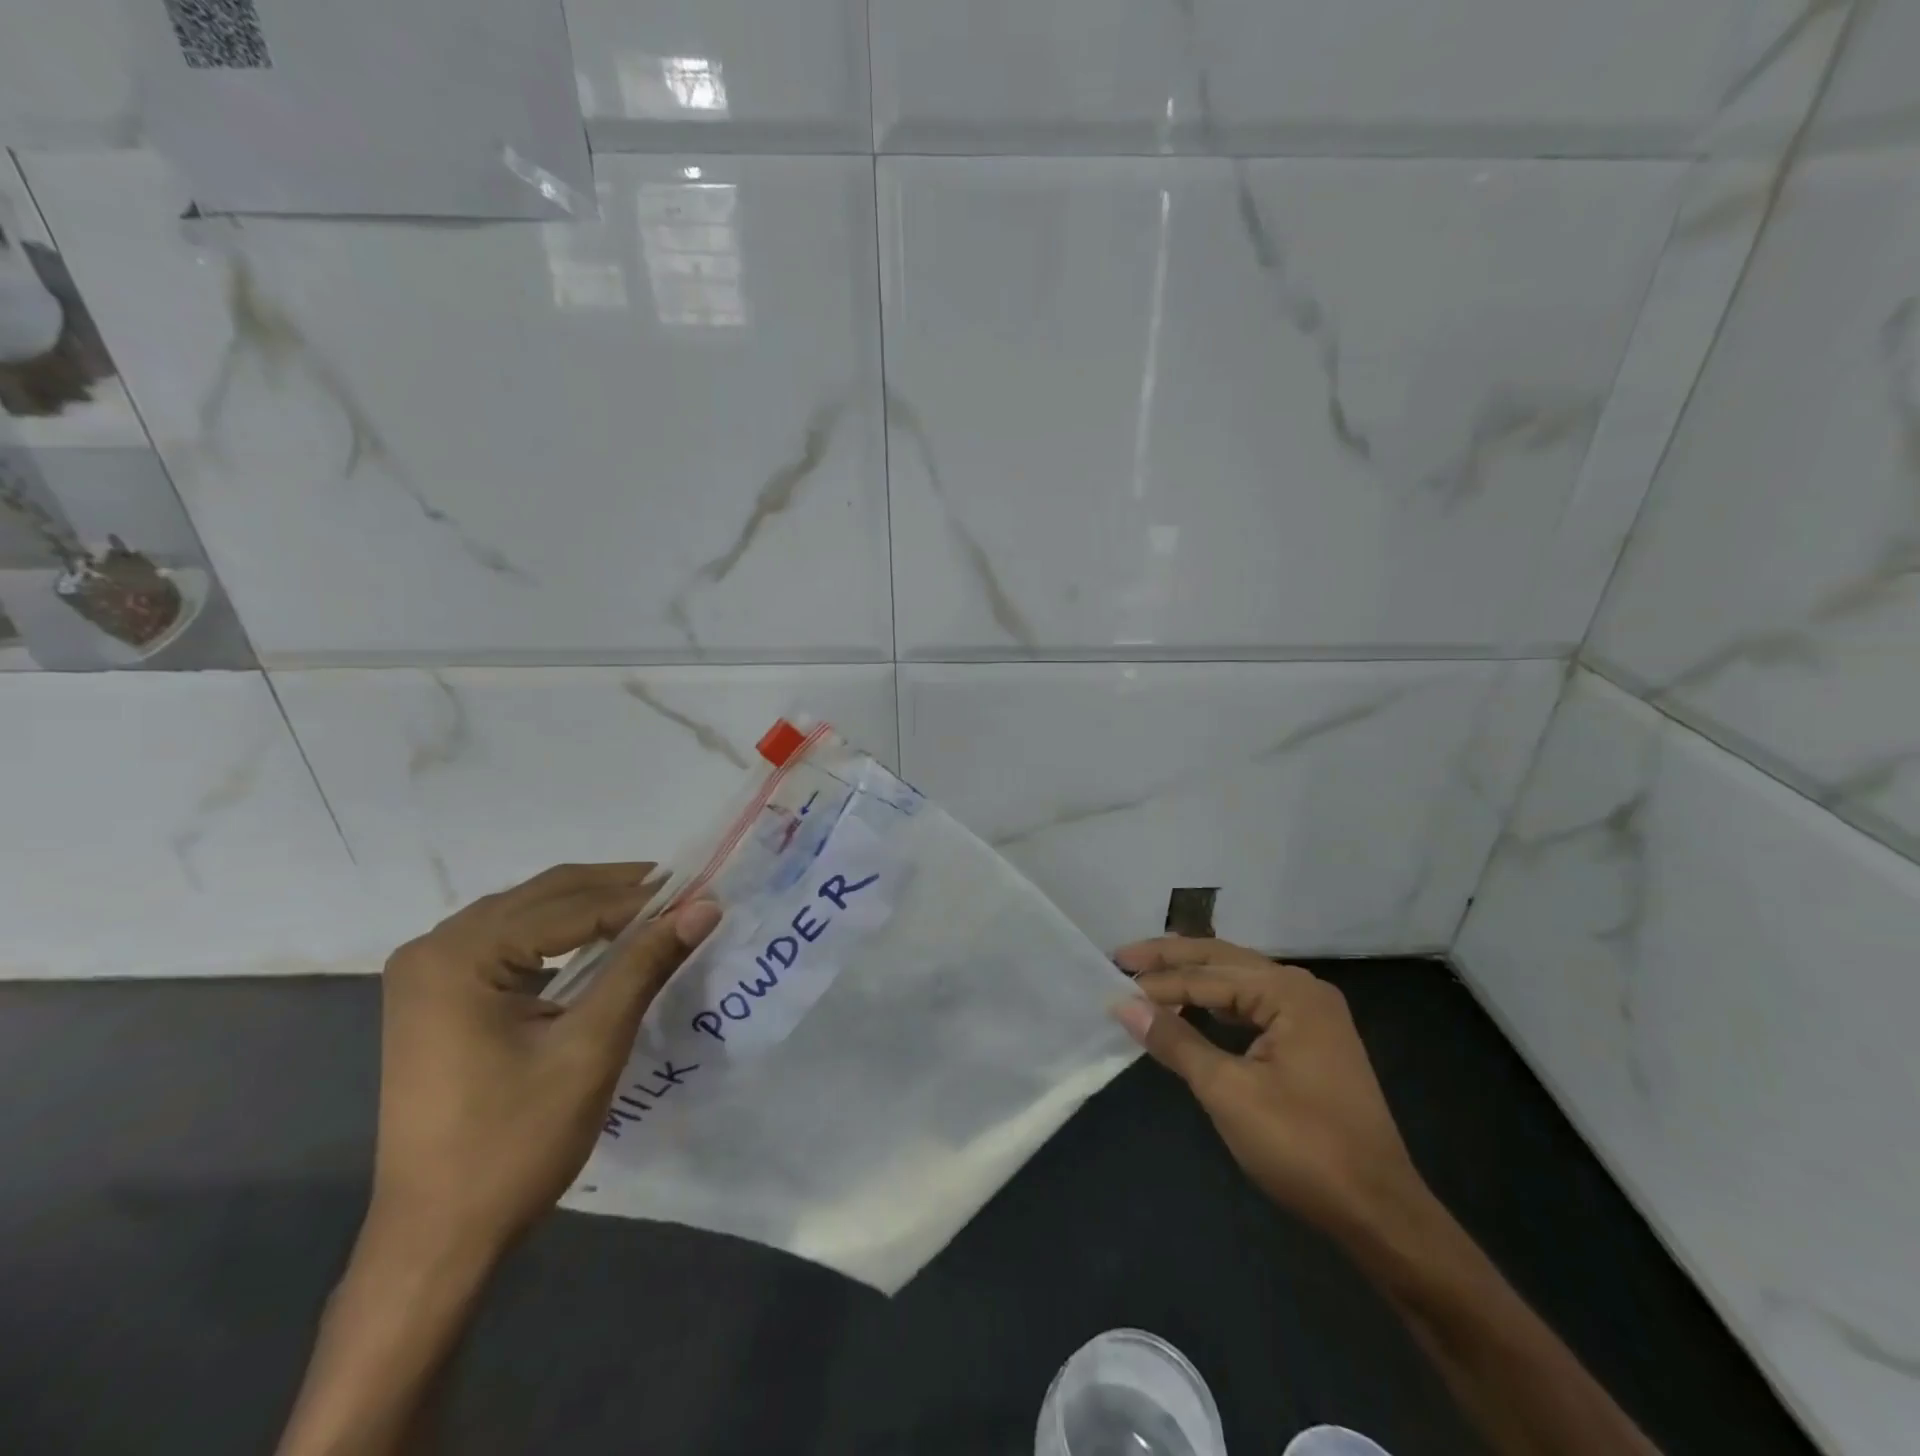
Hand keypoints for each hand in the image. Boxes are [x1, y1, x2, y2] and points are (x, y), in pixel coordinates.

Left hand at [370, 862, 721, 1258]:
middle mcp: (435, 947)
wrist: (438, 1237)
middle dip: (618, 890)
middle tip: (685, 892)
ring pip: (529, 912)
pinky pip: (511, 940)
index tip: (702, 892)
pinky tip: (602, 940)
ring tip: (655, 910)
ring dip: (592, 907)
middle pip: (545, 896)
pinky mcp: (437, 995)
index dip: (642, 899)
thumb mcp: (591, 1047)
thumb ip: (645, 965)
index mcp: (460, 956)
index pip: (571, 907)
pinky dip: (563, 933)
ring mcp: (429, 971)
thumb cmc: (515, 1142)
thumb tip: (705, 906)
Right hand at [1112, 937, 1422, 1238]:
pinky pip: (1253, 1008)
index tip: (1112, 985)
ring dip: (1194, 980)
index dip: (1158, 983)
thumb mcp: (1228, 1091)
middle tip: (1122, 957)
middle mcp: (1303, 990)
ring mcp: (1312, 1015)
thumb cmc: (1302, 1147)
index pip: (1207, 977)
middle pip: (1225, 962)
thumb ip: (1175, 1041)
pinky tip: (1193, 1010)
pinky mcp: (1312, 1042)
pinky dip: (1217, 1006)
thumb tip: (1124, 1005)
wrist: (1379, 1213)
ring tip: (1149, 976)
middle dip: (1172, 960)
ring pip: (1239, 983)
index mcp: (1289, 992)